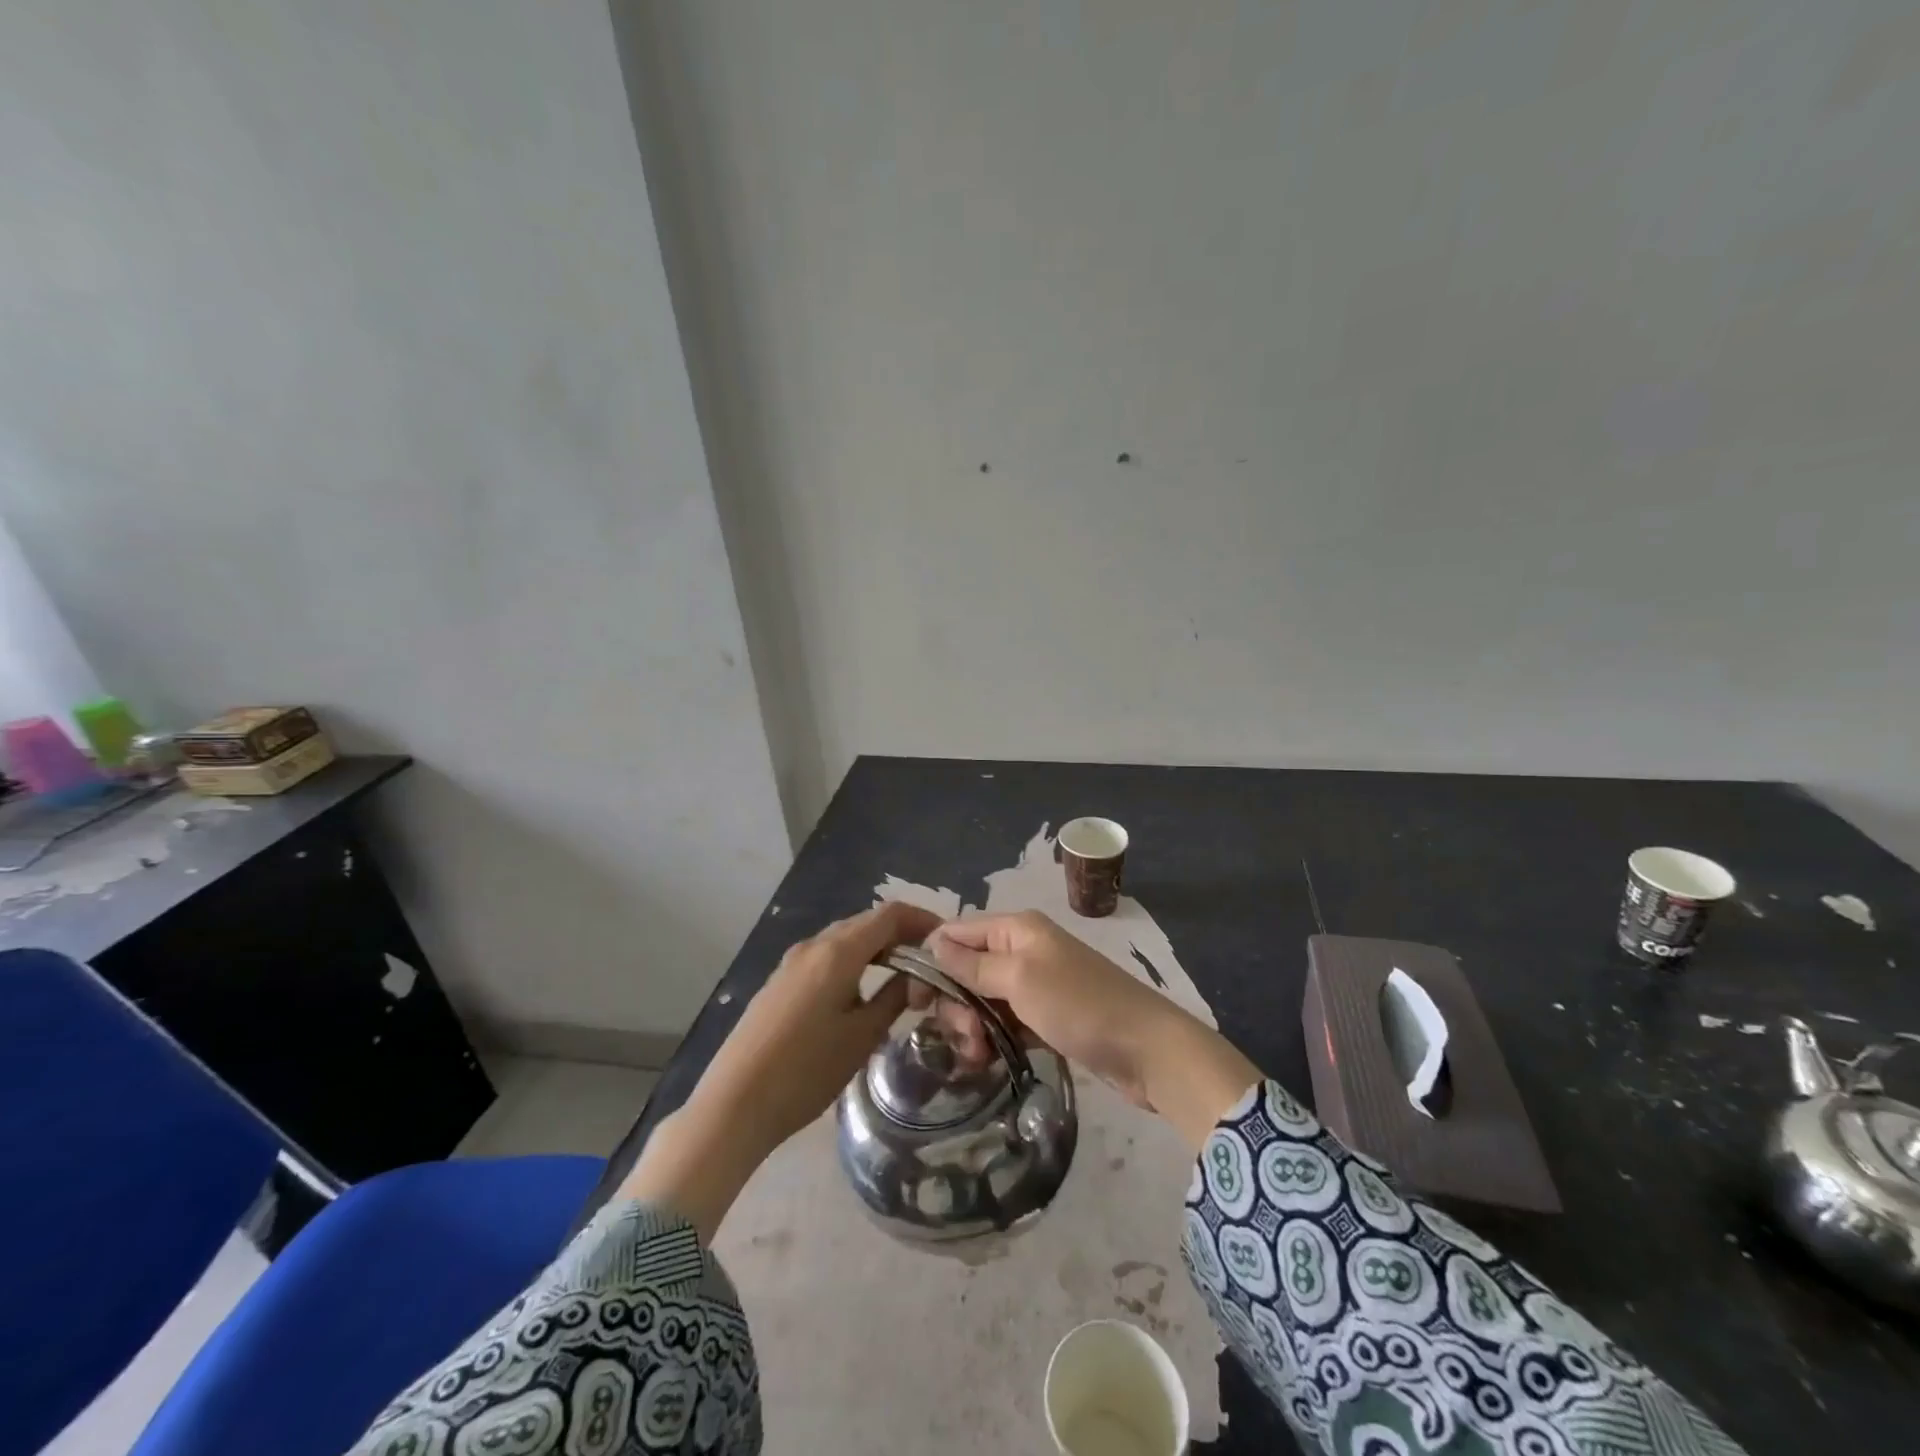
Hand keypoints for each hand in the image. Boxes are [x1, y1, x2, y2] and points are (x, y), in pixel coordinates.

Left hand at [620, 900, 939, 1237]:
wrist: (734, 1104)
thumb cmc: (806, 1071)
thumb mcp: (861, 1037)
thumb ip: (893, 999)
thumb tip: (916, 979)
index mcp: (838, 951)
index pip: (890, 914)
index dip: (922, 920)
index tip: (945, 940)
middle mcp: (813, 945)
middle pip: (866, 922)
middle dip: (901, 935)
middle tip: (929, 962)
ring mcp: (791, 962)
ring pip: (845, 940)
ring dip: (876, 949)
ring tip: (901, 977)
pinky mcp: (779, 982)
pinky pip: (825, 957)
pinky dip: (853, 962)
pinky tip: (860, 993)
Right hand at [926, 911, 1258, 1149]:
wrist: (1147, 1050)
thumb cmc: (1080, 1005)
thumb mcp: (1021, 979)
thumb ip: (974, 964)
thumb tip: (934, 943)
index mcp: (1017, 928)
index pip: (957, 932)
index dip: (933, 962)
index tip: (918, 1002)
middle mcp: (1023, 949)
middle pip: (967, 969)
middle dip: (956, 1004)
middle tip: (966, 1039)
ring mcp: (1036, 984)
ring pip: (983, 1000)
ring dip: (973, 1028)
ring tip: (979, 1058)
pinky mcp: (1046, 1017)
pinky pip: (1005, 1022)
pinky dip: (993, 1039)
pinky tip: (988, 1061)